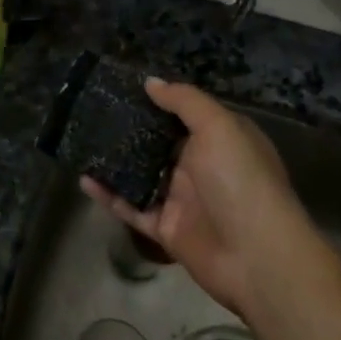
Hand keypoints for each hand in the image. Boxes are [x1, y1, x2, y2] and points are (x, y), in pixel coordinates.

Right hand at [84, 78, 319, 320]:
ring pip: (141, 175)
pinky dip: (109, 195)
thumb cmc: (241, 180)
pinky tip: (84, 179)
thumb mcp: (219, 127)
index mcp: (221, 139)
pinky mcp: (165, 228)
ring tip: (83, 141)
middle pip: (159, 143)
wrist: (257, 257)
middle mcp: (201, 166)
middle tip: (93, 111)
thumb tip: (151, 82)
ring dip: (115, 162)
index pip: (186, 114)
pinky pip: (131, 207)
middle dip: (130, 129)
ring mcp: (182, 199)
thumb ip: (184, 101)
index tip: (123, 87)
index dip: (158, 101)